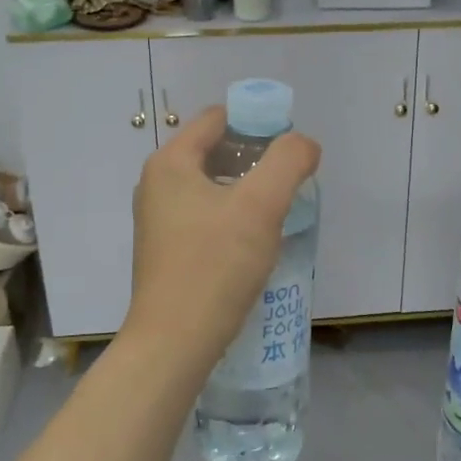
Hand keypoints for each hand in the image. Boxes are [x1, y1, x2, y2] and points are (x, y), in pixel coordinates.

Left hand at [127, 107, 320, 371]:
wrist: (174, 342)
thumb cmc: (216, 265)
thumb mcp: (261, 205)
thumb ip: (288, 162)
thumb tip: (304, 144)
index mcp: (171, 162)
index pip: (217, 118)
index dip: (257, 123)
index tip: (289, 150)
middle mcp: (156, 183)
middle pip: (214, 150)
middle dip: (254, 158)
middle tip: (287, 181)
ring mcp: (157, 218)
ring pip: (210, 185)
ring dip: (245, 189)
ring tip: (276, 212)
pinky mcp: (165, 249)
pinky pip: (203, 214)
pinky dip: (230, 216)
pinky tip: (252, 241)